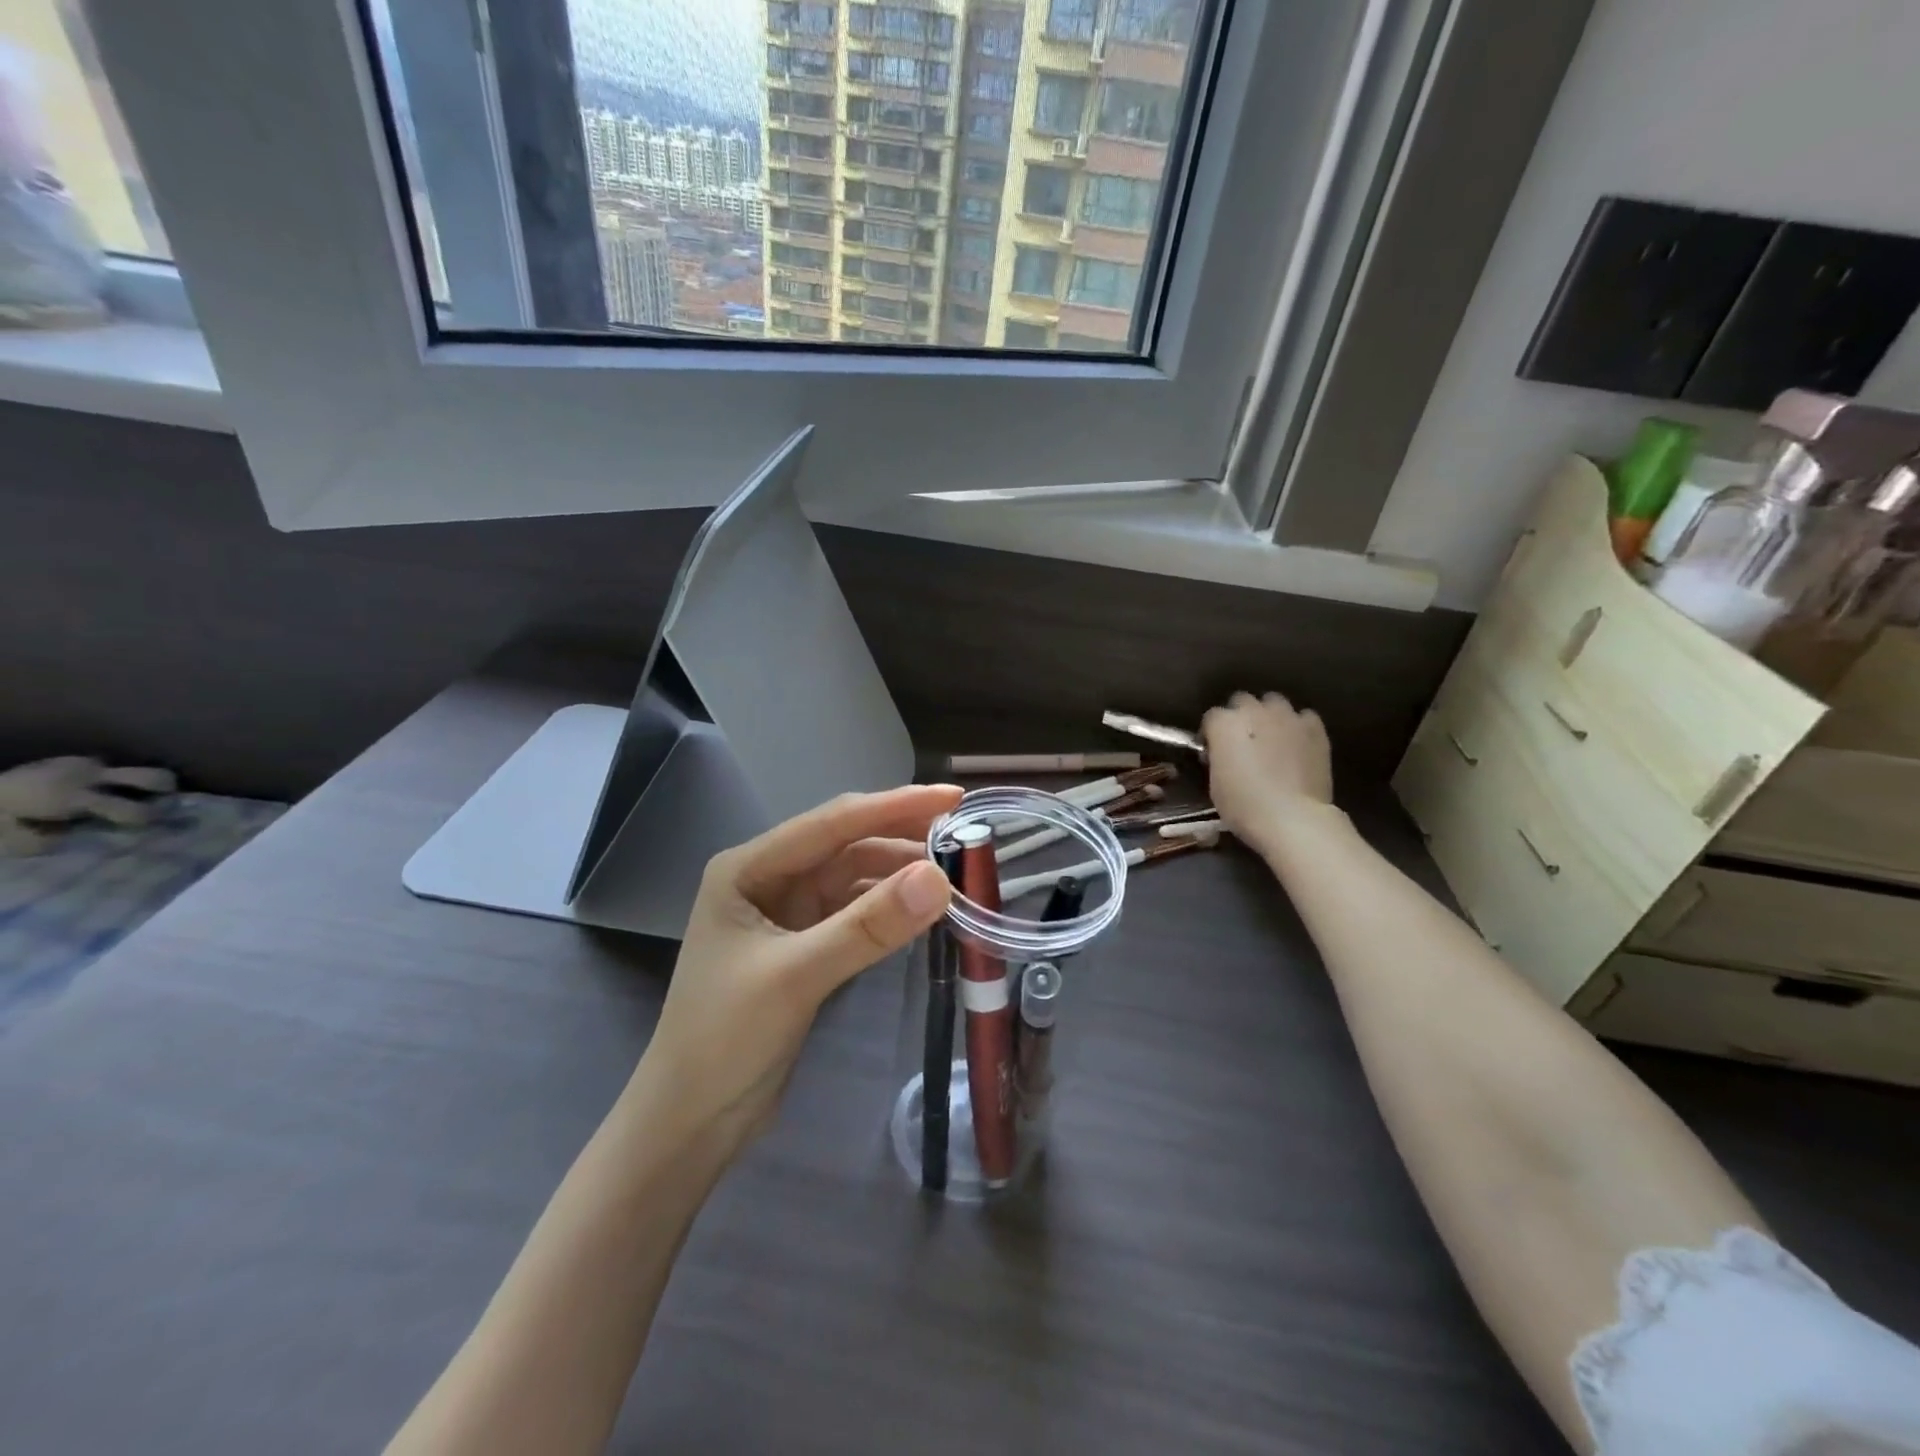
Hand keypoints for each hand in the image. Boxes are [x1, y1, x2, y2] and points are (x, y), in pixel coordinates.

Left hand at [632, 784, 962, 1157]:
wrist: (690, 1122)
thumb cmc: (724, 1040)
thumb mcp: (796, 976)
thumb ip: (868, 926)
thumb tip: (939, 878)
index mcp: (748, 867)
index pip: (832, 822)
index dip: (895, 805)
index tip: (954, 796)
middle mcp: (767, 877)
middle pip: (846, 843)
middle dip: (902, 835)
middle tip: (965, 834)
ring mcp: (786, 912)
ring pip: (854, 876)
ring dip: (900, 873)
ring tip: (955, 872)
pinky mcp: (803, 945)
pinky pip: (855, 911)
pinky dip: (889, 907)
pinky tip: (923, 908)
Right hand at [1202, 692, 1334, 856]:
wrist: (1292, 818)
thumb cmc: (1244, 806)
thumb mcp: (1215, 783)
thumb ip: (1218, 758)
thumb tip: (1223, 753)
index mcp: (1224, 724)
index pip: (1212, 717)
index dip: (1212, 734)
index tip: (1214, 752)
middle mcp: (1254, 711)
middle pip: (1242, 701)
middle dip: (1240, 717)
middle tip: (1243, 742)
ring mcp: (1287, 717)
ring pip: (1274, 703)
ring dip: (1269, 716)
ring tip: (1272, 738)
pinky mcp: (1314, 728)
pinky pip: (1304, 717)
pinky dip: (1298, 727)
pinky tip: (1298, 744)